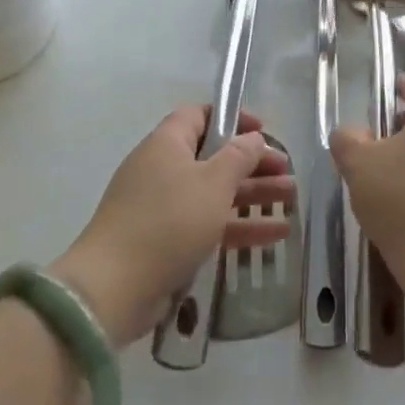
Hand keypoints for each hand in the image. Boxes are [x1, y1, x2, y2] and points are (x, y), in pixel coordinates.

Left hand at [54, 106, 294, 346]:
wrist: (113, 289)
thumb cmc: (168, 221)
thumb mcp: (213, 182)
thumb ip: (239, 156)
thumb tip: (253, 138)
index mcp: (167, 143)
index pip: (200, 115)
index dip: (233, 118)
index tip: (263, 130)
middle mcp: (162, 169)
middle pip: (213, 157)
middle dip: (252, 163)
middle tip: (287, 171)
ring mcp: (161, 208)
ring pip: (215, 193)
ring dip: (253, 195)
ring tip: (291, 200)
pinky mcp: (164, 243)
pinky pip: (208, 225)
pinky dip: (239, 227)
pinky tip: (275, 235)